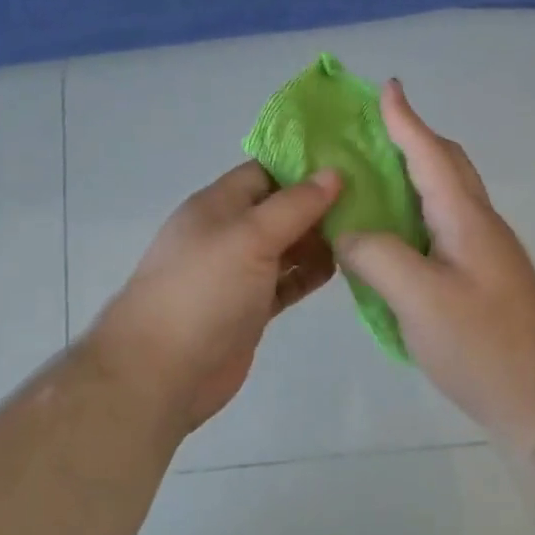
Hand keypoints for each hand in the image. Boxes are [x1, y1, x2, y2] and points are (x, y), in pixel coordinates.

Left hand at [91, 161, 340, 432]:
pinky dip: (310, 274)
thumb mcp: (250, 236)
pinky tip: (342, 268)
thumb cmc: (203, 290)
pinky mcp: (250, 308)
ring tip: (366, 233)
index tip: (351, 164)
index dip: (304, 166)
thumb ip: (294, 205)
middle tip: (371, 201)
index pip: (265, 172)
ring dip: (319, 240)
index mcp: (218, 205)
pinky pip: (287, 282)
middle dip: (319, 204)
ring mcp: (239, 273)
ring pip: (286, 246)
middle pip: (280, 209)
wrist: (163, 371)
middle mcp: (228, 234)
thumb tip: (334, 172)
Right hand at [336, 80, 534, 447]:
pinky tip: (392, 242)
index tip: (387, 87)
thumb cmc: (484, 345)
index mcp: (466, 218)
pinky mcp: (484, 282)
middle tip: (374, 133)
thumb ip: (377, 256)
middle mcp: (480, 226)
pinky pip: (443, 232)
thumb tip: (348, 232)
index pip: (431, 154)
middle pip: (447, 168)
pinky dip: (415, 220)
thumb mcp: (419, 298)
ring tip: (372, 183)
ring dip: (413, 180)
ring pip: (446, 201)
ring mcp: (486, 256)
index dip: (406, 120)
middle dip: (413, 141)